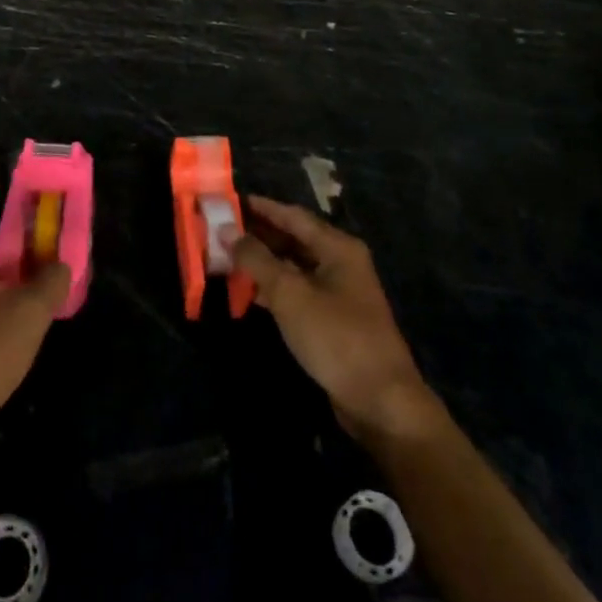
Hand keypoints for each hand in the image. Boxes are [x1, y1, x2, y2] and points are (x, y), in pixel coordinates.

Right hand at [233, 197, 439, 443]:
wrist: (380, 400)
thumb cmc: (335, 337)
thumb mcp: (290, 294)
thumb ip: (256, 259)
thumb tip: (227, 230)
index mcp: (337, 247)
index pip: (292, 215)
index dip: (261, 207)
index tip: (229, 201)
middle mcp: (341, 262)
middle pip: (294, 239)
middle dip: (258, 235)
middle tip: (221, 230)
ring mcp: (339, 292)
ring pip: (294, 266)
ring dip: (263, 262)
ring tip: (227, 258)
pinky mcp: (334, 318)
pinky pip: (298, 291)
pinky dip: (274, 288)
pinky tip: (249, 292)